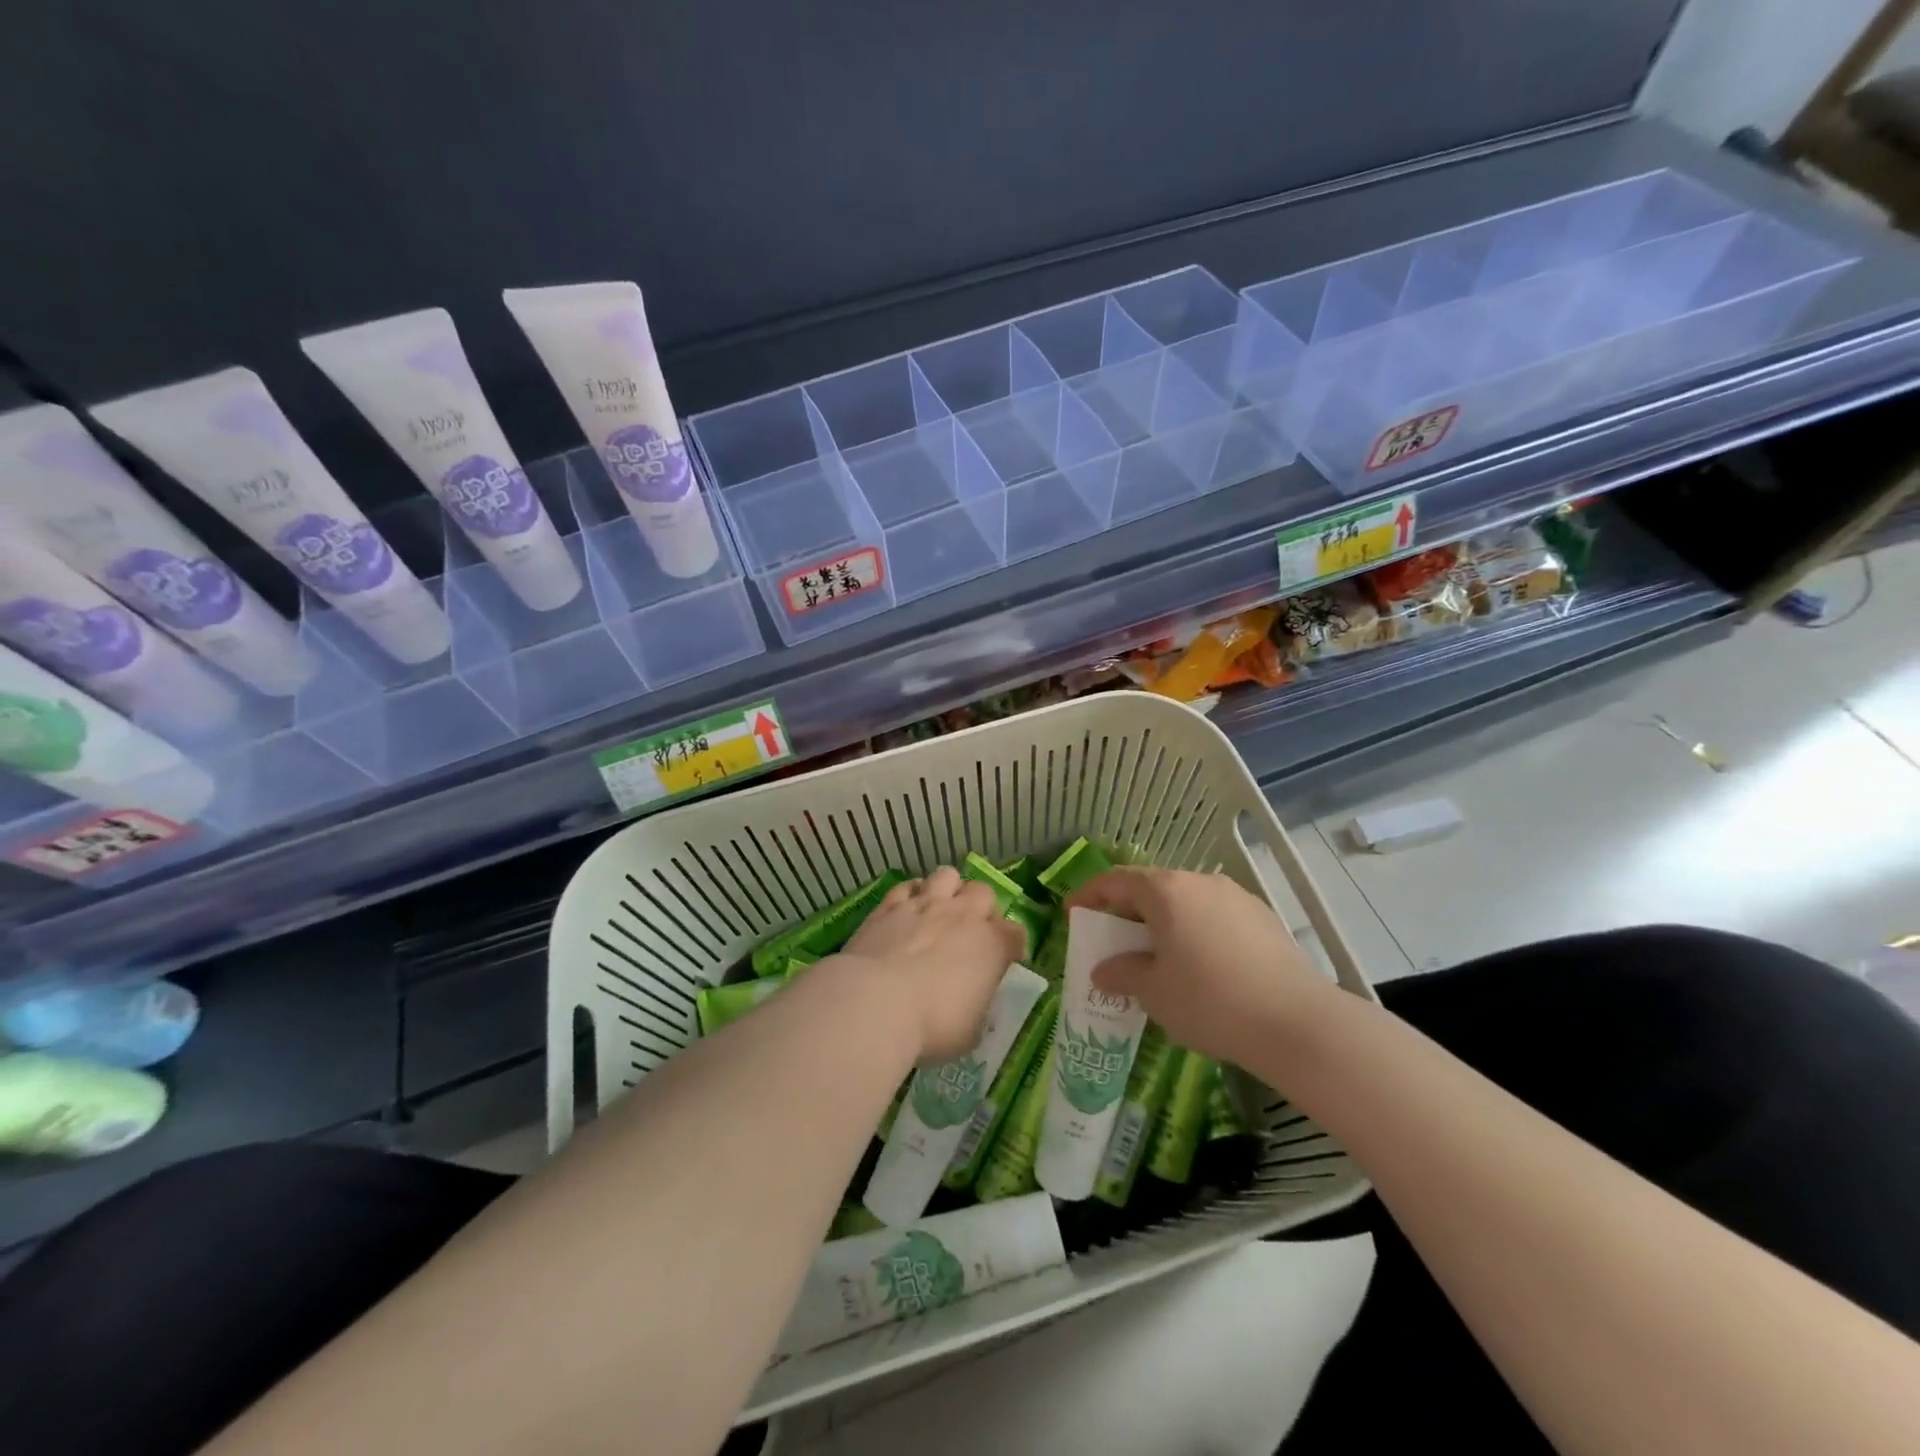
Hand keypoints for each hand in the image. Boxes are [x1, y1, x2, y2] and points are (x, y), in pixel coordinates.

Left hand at [837, 867, 1023, 1061]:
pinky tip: (906, 909)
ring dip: (948, 890)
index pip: (1016, 933)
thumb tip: (974, 1001)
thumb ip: (977, 1007)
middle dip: (981, 908)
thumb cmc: (933, 1026)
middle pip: (984, 892)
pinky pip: (906, 886)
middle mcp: (963, 915)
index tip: (1004, 961)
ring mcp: (925, 904)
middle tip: (969, 932)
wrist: (876, 1002)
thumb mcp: (970, 1032)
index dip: (1012, 946)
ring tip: (939, 910)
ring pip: (947, 875)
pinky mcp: (889, 905)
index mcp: (992, 945)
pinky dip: (911, 894)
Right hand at [1066, 868, 1327, 1065]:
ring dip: (1162, 921)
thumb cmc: (1209, 1001)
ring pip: (1185, 901)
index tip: (1073, 915)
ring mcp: (1235, 897)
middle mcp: (1199, 881)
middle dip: (1126, 911)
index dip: (1089, 895)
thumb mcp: (1153, 992)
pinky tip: (1199, 965)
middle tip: (1113, 940)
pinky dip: (1194, 930)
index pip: (1116, 880)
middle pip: (1151, 887)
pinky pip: (1213, 915)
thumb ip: (1121, 972)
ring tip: (1156, 955)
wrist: (1296, 1022)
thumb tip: (1102, 969)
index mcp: (1166, 890)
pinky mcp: (1262, 918)